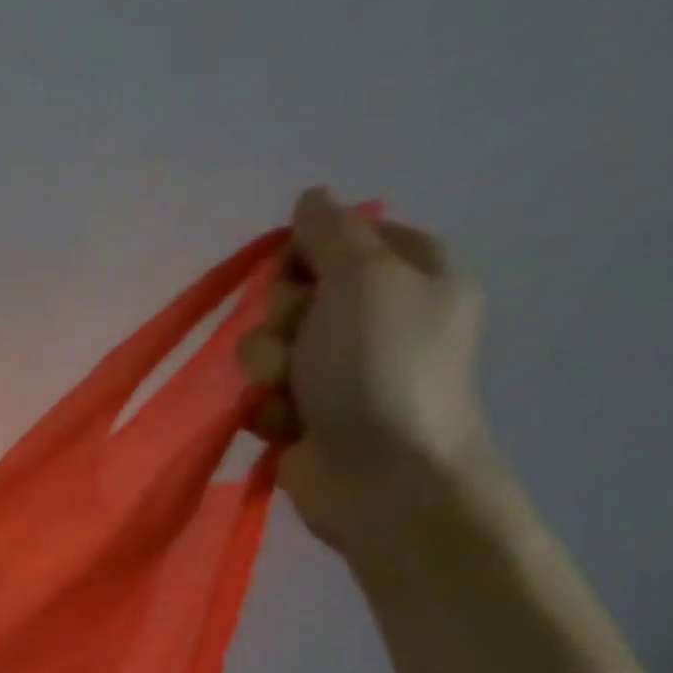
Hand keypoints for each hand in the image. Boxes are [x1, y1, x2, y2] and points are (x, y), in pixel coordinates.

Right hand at [239, 188, 495, 551]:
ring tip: (291, 392)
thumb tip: (310, 198)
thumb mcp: (363, 277)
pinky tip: (286, 424)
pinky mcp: (304, 415)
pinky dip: (267, 408)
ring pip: (268, 346)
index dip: (310, 251)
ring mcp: (337, 372)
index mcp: (410, 276)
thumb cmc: (380, 367)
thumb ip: (329, 233)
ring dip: (269, 367)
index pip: (344, 238)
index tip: (299, 269)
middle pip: (296, 292)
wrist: (380, 474)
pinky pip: (261, 394)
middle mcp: (374, 319)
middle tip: (302, 338)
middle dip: (284, 316)